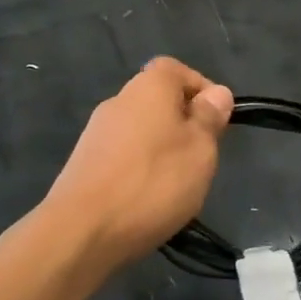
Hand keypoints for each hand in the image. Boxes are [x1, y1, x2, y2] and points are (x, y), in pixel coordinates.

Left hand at [43, 57, 233, 272]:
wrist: (82, 230)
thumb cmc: (154, 182)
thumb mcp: (200, 149)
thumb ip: (209, 118)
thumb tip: (217, 93)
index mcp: (148, 87)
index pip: (176, 69)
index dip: (200, 88)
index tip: (218, 120)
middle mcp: (119, 101)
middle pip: (158, 100)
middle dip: (183, 124)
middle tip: (202, 158)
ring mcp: (96, 133)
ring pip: (140, 131)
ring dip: (162, 150)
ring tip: (178, 185)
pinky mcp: (84, 164)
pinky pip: (123, 156)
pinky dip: (140, 170)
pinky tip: (147, 200)